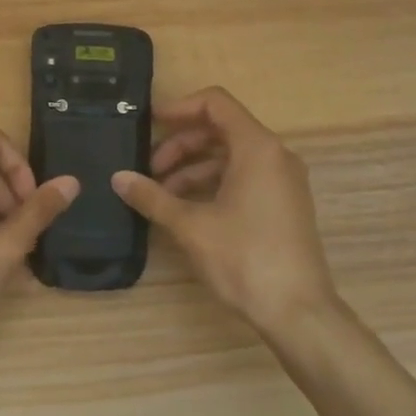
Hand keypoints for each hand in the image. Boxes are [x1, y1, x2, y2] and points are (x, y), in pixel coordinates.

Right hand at [112, 87, 338, 337]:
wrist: (298, 313)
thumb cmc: (244, 259)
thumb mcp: (190, 226)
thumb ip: (152, 196)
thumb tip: (118, 178)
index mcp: (257, 147)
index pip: (216, 103)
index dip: (179, 107)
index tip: (149, 124)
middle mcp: (275, 155)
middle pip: (221, 129)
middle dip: (181, 144)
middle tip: (150, 170)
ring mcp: (283, 181)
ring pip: (231, 156)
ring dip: (193, 167)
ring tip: (161, 195)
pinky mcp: (284, 204)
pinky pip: (244, 177)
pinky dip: (213, 183)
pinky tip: (186, 209)